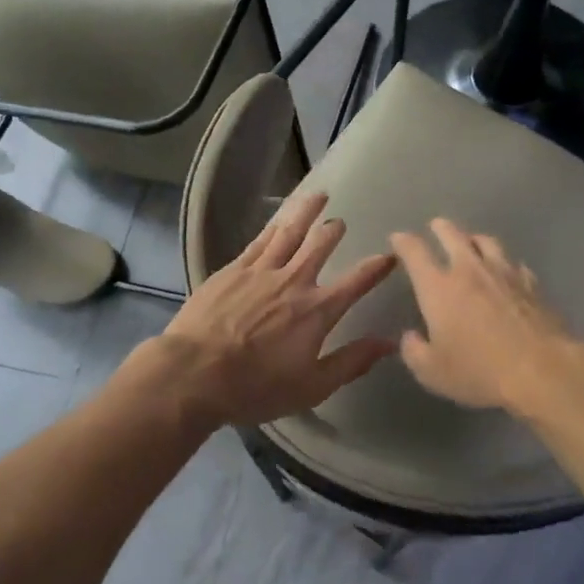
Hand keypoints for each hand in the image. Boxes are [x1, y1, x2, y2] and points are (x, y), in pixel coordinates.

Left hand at [158, 193, 397, 425]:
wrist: (194, 373)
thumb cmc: (256, 387)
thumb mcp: (313, 386)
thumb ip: (352, 361)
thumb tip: (389, 342)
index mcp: (318, 310)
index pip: (357, 281)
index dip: (377, 267)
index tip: (390, 256)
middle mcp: (294, 281)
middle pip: (321, 245)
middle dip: (334, 231)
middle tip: (340, 222)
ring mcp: (261, 271)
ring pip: (290, 231)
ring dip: (307, 212)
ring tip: (318, 196)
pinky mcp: (232, 270)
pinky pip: (259, 240)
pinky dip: (274, 226)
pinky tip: (279, 220)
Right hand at [388, 219, 583, 415]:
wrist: (541, 370)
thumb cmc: (479, 371)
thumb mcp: (432, 372)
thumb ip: (414, 351)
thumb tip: (411, 337)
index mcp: (439, 288)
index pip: (415, 252)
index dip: (404, 242)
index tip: (398, 238)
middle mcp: (470, 271)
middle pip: (453, 235)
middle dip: (440, 228)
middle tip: (436, 226)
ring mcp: (505, 273)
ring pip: (487, 241)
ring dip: (474, 238)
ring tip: (471, 240)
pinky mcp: (532, 284)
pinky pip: (514, 263)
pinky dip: (505, 262)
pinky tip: (507, 269)